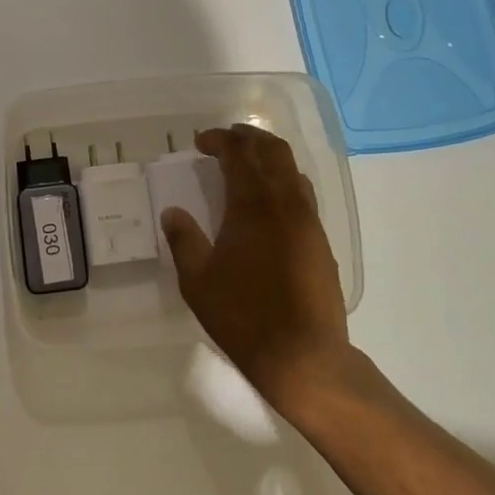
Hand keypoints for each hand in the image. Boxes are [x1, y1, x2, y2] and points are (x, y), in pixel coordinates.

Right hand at [159, 123, 351, 413]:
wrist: (304, 356)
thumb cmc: (243, 316)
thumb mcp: (198, 281)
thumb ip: (184, 240)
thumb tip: (173, 212)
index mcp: (253, 205)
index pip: (238, 155)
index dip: (219, 141)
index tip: (200, 142)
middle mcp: (285, 203)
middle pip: (273, 151)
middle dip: (248, 138)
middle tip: (226, 139)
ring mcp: (308, 221)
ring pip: (293, 169)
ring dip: (269, 156)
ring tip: (248, 163)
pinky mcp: (321, 241)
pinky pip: (303, 194)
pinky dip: (284, 181)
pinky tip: (270, 201)